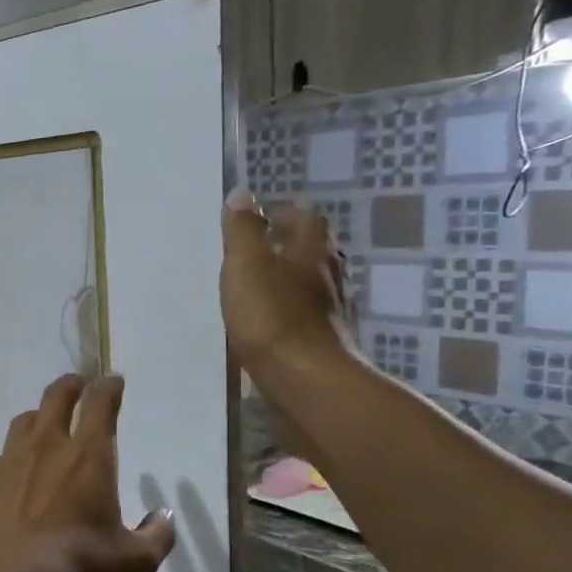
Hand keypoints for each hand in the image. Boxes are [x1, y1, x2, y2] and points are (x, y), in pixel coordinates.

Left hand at [0, 373, 175, 571]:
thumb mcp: (133, 562)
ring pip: (23, 423)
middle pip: (56, 398)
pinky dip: (10, 461)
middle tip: (78, 383)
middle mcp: (46, 447)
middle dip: (71, 385)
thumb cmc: (78, 566)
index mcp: (88, 457)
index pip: (100, 405)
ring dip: (37, 417)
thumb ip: (156, 537)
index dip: (108, 388)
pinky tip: (11, 479)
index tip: (112, 380)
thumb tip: (164, 517)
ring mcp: (8, 461)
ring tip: (42, 424)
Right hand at [221, 189, 356, 383]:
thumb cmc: (271, 315)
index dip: (286, 215)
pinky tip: (267, 322)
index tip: (263, 220)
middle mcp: (329, 276)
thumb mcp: (246, 265)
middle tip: (257, 251)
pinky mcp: (322, 341)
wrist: (303, 379)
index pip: (307, 219)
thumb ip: (242, 230)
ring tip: (258, 286)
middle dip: (289, 247)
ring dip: (289, 280)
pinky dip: (288, 311)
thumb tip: (242, 193)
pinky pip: (305, 315)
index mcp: (312, 251)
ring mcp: (330, 311)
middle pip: (313, 251)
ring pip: (311, 284)